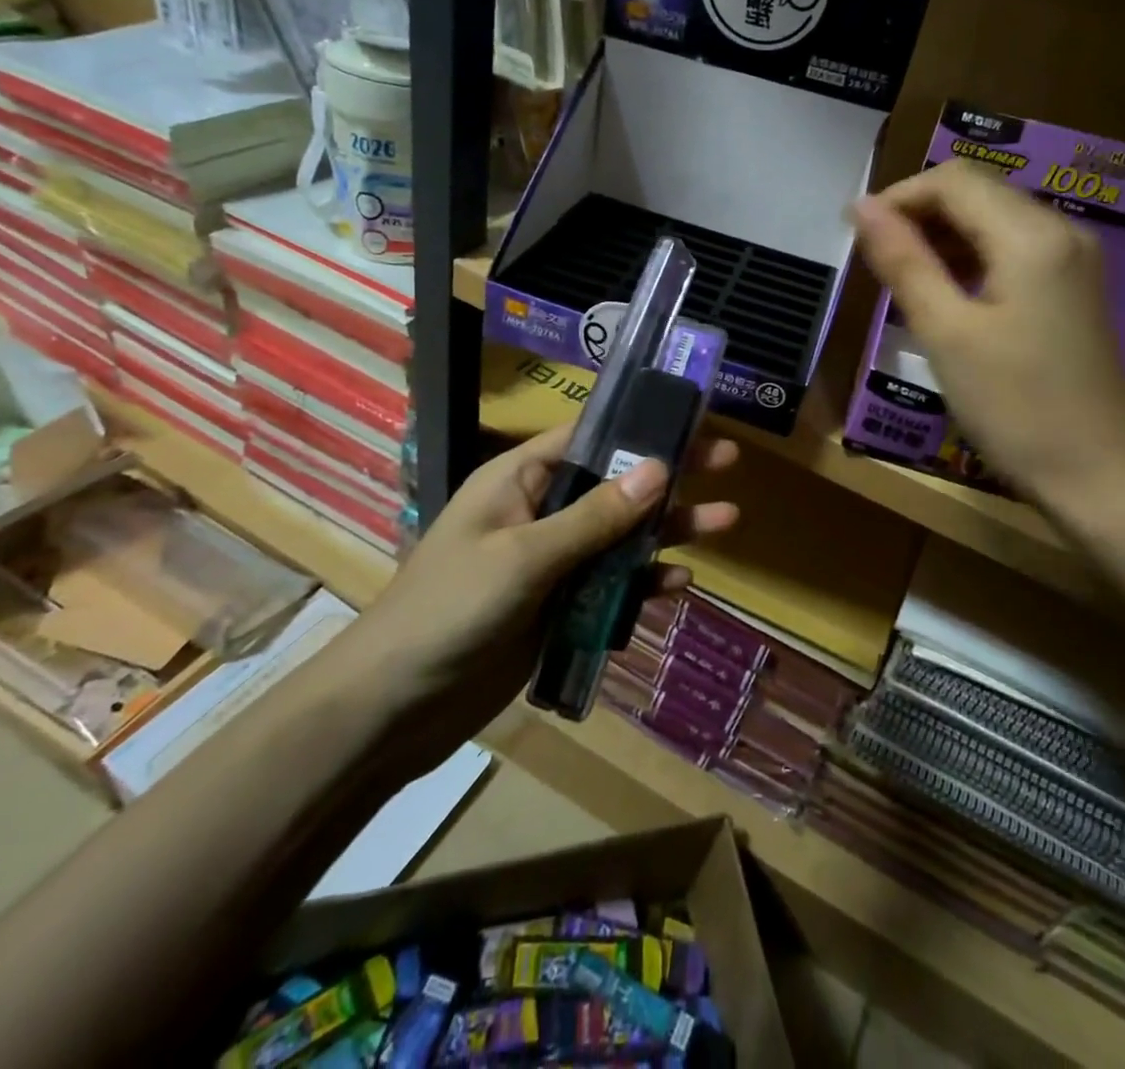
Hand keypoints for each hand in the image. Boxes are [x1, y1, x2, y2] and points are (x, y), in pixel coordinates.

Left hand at [367, 424, 739, 728]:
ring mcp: (552, 560)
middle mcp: (540, 510)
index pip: (590, 436)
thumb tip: (659, 468)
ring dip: (669, 530)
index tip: (693, 418)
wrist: (395, 706)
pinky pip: (612, 585)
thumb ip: (594, 517)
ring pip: (621, 536)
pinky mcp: (560, 606)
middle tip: (729, 462)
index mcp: (519, 478)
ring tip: (726, 521)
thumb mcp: (524, 556)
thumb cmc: (450, 610)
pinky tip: (680, 585)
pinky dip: (644, 583)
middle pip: (616, 484)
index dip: (641, 425)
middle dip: (670, 475)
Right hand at [853, 160, 1124, 522]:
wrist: (1099, 476)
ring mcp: (1072, 261)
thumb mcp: (946, 333)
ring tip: (900, 280)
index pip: (953, 180)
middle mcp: (1060, 232)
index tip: (856, 235)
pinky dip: (969, 259)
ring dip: (941, 238)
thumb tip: (862, 207)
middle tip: (875, 262)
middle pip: (976, 193)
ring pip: (993, 221)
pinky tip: (944, 295)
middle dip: (918, 215)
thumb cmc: (1015, 406)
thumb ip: (904, 262)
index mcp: (1030, 235)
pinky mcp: (1072, 289)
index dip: (898, 197)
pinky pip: (1012, 251)